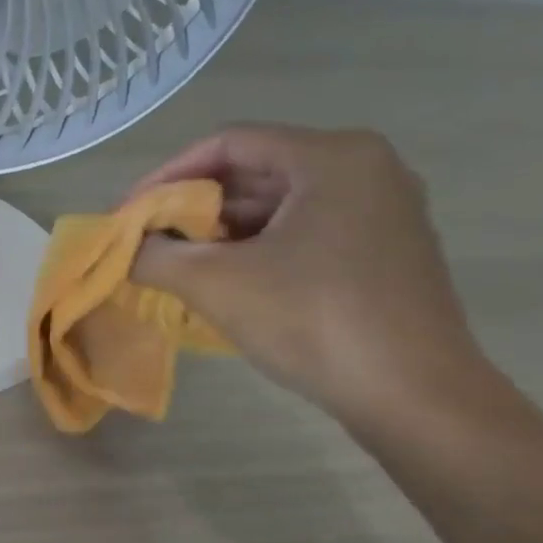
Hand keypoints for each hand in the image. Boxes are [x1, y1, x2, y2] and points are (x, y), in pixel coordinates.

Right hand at [129, 125, 484, 425]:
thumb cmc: (313, 321)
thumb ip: (155, 255)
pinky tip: (227, 279)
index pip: (227, 144)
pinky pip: (306, 229)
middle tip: (150, 239)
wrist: (415, 398)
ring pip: (280, 203)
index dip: (168, 175)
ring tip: (179, 263)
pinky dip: (259, 246)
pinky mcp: (386, 249)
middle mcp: (365, 168)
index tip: (130, 213)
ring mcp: (383, 209)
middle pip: (255, 171)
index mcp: (331, 157)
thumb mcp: (215, 283)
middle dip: (194, 206)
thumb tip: (127, 247)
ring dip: (222, 230)